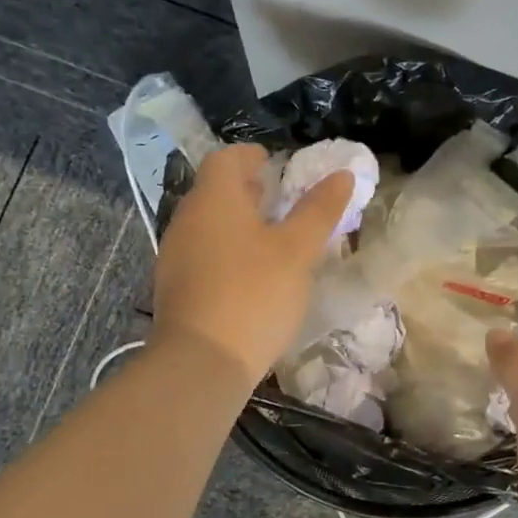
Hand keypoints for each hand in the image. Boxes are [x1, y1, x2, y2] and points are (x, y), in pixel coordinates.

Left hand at [153, 144, 353, 384]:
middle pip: (215, 190)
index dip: (252, 156)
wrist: (202, 361)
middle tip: (280, 198)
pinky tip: (249, 274)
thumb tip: (342, 174)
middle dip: (247, 189)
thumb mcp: (297, 251)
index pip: (226, 158)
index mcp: (214, 199)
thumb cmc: (254, 294)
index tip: (276, 163)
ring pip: (208, 223)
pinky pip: (202, 252)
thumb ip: (319, 210)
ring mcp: (175, 254)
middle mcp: (187, 218)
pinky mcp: (174, 286)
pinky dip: (226, 249)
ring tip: (270, 237)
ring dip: (237, 222)